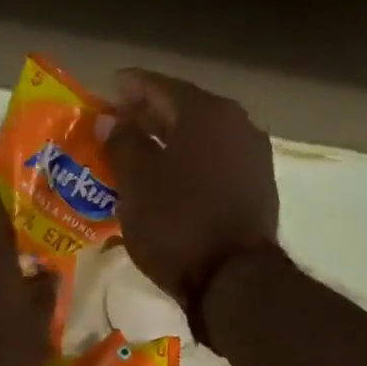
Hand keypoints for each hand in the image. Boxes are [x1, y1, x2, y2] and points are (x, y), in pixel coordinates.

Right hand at [103, 70, 279, 313]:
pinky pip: (215, 163)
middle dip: (150, 116)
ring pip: (202, 138)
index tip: (108, 90)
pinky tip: (173, 180)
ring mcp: (252, 156)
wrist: (233, 279)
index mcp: (205, 112)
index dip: (130, 88)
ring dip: (171, 142)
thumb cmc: (177, 225)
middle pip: (184, 110)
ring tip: (143, 155)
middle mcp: (236, 123)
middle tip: (120, 124)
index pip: (159, 86)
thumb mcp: (136, 184)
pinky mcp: (258, 187)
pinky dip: (191, 164)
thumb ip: (122, 143)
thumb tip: (113, 120)